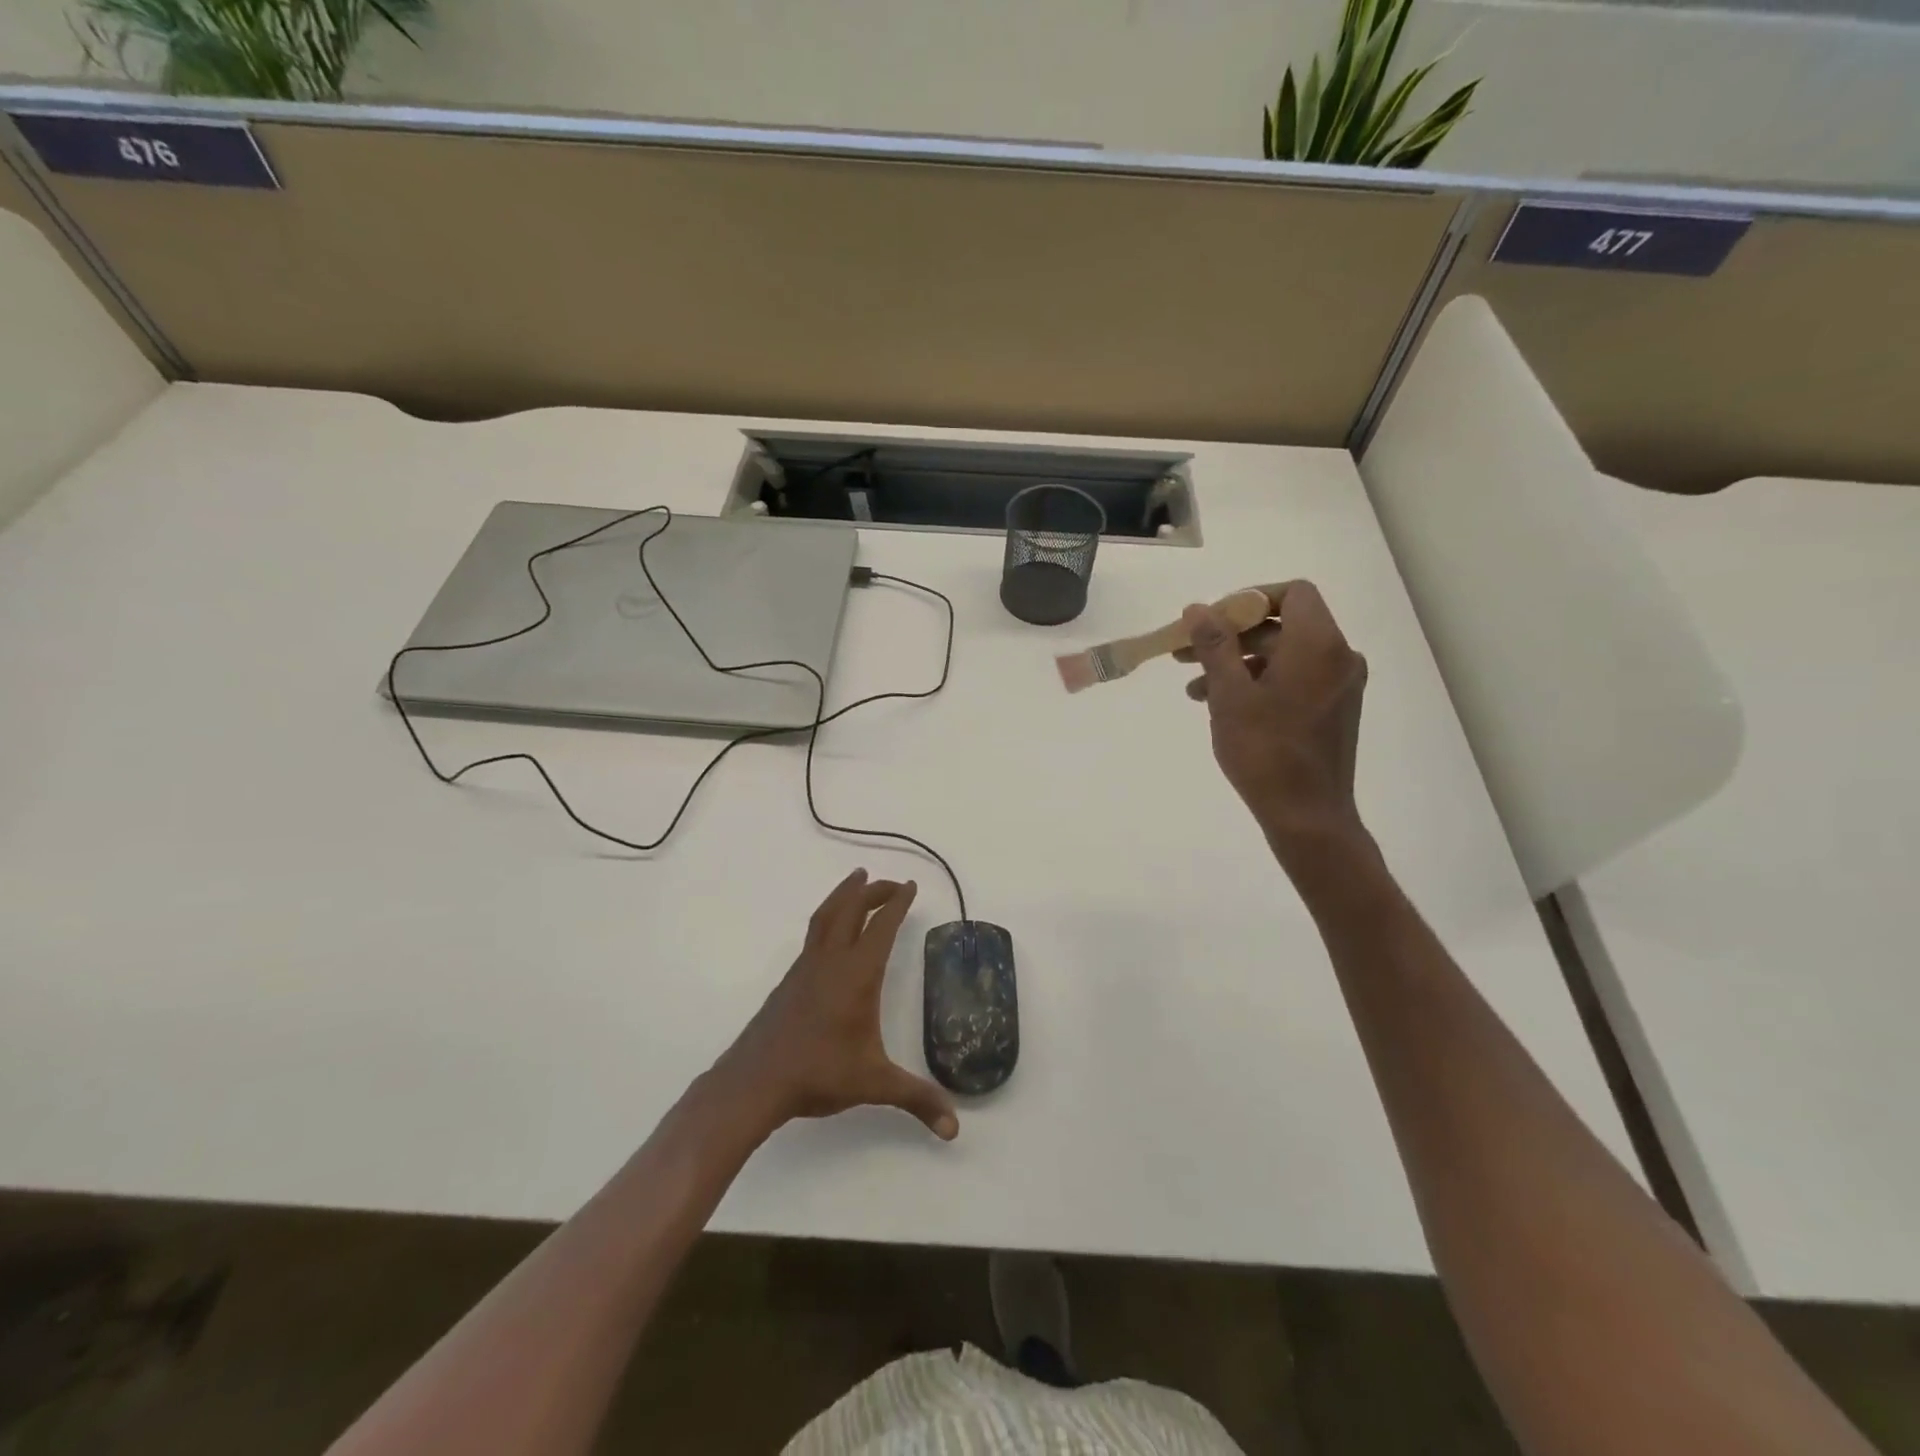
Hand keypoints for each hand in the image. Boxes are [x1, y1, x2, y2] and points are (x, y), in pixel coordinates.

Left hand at [713, 870, 958, 1141]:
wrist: (755, 1080)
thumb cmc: (818, 1073)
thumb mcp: (874, 1084)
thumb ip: (916, 1099)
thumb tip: (954, 1128)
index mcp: (857, 974)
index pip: (882, 926)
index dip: (898, 903)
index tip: (911, 885)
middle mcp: (831, 961)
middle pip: (851, 909)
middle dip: (872, 890)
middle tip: (890, 882)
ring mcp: (806, 967)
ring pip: (826, 916)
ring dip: (844, 894)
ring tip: (856, 880)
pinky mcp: (790, 980)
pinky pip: (814, 934)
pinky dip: (828, 917)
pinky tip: (831, 931)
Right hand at [1177, 581, 1368, 864]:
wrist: (1306, 814)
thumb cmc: (1265, 750)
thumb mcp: (1229, 694)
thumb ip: (1214, 645)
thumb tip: (1198, 608)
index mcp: (1318, 644)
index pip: (1292, 593)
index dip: (1249, 599)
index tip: (1213, 620)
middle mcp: (1338, 656)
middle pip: (1282, 626)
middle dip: (1231, 636)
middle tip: (1186, 653)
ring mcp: (1339, 686)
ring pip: (1283, 656)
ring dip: (1237, 663)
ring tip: (1194, 689)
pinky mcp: (1333, 710)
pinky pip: (1293, 680)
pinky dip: (1258, 683)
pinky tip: (1221, 706)